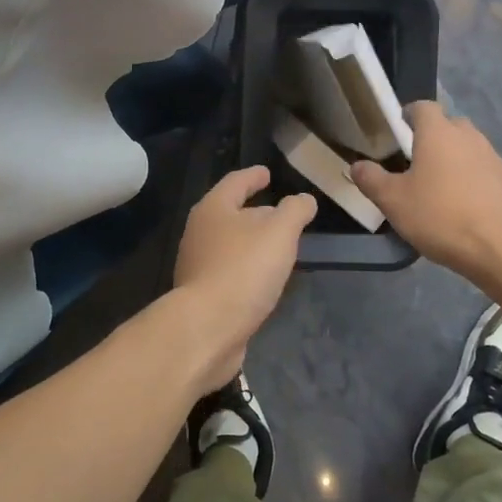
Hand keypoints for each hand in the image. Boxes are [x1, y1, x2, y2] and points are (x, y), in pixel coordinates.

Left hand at [173, 167, 316, 386]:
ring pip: (230, 244)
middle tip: (281, 214)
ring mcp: (197, 265)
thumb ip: (295, 211)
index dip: (253, 176)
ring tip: (278, 247)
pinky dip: (247, 269)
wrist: (208, 328)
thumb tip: (303, 200)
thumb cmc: (244, 269)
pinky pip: (229, 272)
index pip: (236, 182)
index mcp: (213, 209)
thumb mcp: (280, 232)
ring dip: (252, 243)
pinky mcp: (202, 295)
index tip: (267, 173)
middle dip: (256, 212)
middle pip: (230, 213)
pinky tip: (263, 280)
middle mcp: (199, 233)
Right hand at [351, 102, 501, 289]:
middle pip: (449, 125)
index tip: (398, 132)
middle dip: (434, 137)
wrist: (501, 248)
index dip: (409, 115)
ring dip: (456, 160)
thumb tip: (357, 165)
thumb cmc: (440, 217)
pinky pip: (487, 172)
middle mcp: (469, 137)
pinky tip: (468, 208)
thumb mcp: (393, 201)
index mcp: (438, 134)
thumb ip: (371, 179)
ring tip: (442, 189)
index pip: (423, 107)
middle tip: (417, 163)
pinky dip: (476, 181)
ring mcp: (495, 158)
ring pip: (470, 149)